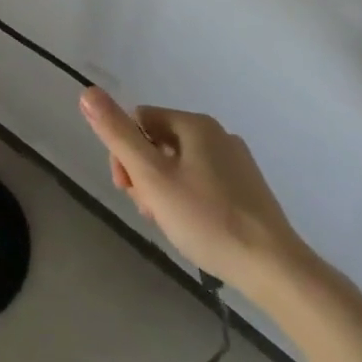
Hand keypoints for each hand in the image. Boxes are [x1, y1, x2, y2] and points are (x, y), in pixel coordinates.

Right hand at [80, 88, 314, 301]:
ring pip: (180, 166)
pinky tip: (193, 229)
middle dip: (144, 174)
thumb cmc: (206, 218)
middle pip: (159, 143)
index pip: (139, 121)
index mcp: (195, 124)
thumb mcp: (151, 176)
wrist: (274, 269)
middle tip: (149, 211)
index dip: (124, 153)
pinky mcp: (249, 191)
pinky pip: (204, 183)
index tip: (129, 189)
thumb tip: (87, 91)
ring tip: (170, 224)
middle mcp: (218, 134)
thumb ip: (117, 133)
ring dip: (163, 190)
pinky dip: (189, 200)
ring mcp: (237, 163)